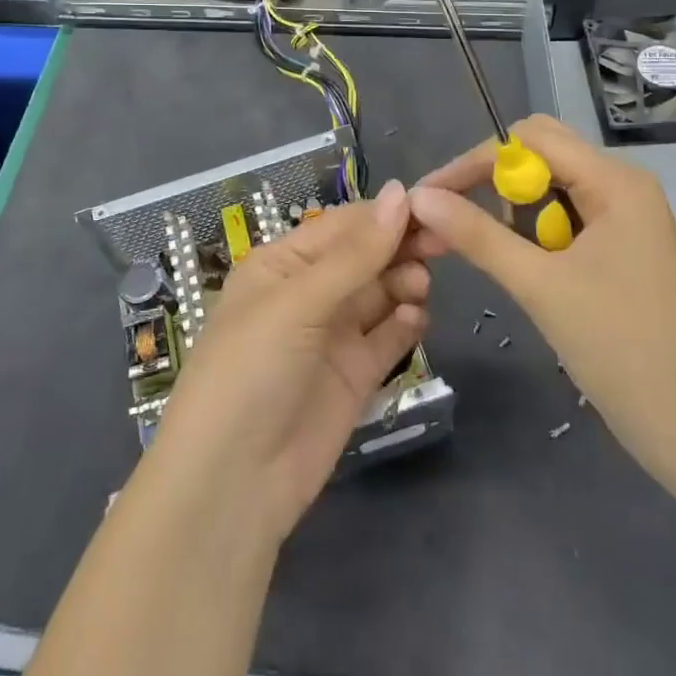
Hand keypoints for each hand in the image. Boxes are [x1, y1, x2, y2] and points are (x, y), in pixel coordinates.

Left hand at [146, 180, 429, 546]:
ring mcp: (331, 336)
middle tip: (442, 244)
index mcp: (282, 264)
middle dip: (399, 247)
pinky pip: (385, 339)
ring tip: (420, 285)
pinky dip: (404, 325)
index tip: (431, 208)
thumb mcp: (298, 302)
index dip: (384, 215)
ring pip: (378, 294)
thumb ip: (355, 254)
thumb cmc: (251, 369)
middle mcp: (307, 294)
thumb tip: (399, 193)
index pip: (341, 226)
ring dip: (403, 282)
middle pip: (365, 258)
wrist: (233, 482)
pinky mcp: (353, 376)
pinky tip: (416, 319)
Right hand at [408, 116, 675, 484]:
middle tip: (453, 218)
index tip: (429, 196)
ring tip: (486, 249)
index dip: (473, 162)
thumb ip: (476, 235)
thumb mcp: (539, 286)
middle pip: (541, 154)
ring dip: (512, 209)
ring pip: (550, 187)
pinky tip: (519, 263)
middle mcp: (623, 185)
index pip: (529, 140)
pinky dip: (533, 232)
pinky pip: (565, 217)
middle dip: (491, 181)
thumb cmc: (619, 348)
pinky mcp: (621, 247)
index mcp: (615, 181)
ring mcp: (625, 217)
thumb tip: (417, 196)